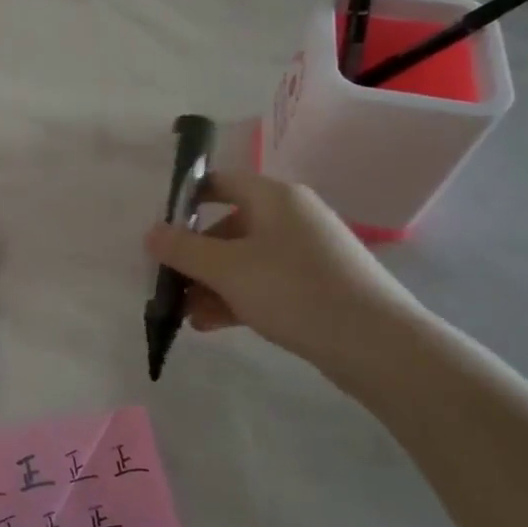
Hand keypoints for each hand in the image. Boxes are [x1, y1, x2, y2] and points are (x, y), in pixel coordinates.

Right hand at [144, 163, 421, 369]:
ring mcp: (306, 253)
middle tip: (168, 283)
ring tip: (186, 314)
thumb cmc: (294, 290)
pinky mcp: (315, 286)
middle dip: (194, 256)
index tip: (159, 229)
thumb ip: (182, 249)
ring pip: (244, 260)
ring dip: (211, 283)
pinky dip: (236, 298)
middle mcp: (291, 217)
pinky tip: (211, 324)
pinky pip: (263, 283)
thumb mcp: (226, 269)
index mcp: (274, 198)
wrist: (376, 345)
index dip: (186, 200)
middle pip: (228, 226)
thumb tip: (151, 233)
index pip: (220, 182)